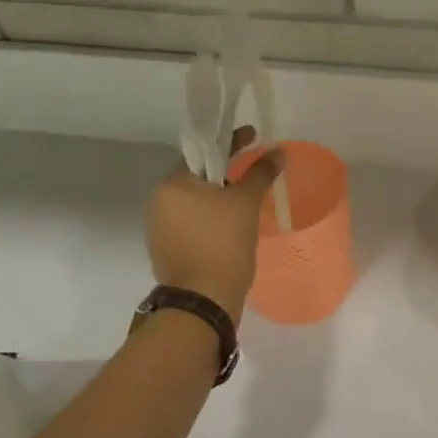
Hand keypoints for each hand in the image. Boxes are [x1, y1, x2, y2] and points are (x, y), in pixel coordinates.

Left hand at [144, 126, 283, 320]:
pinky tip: (229, 225)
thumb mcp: (246, 204)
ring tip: (244, 200)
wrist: (203, 300)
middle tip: (252, 170)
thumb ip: (260, 173)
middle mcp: (159, 200)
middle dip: (224, 172)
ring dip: (217, 197)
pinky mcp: (166, 248)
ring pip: (194, 201)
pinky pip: (191, 222)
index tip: (252, 136)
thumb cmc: (223, 244)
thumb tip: (278, 152)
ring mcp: (159, 227)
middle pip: (197, 176)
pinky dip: (209, 218)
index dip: (230, 142)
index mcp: (173, 183)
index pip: (203, 151)